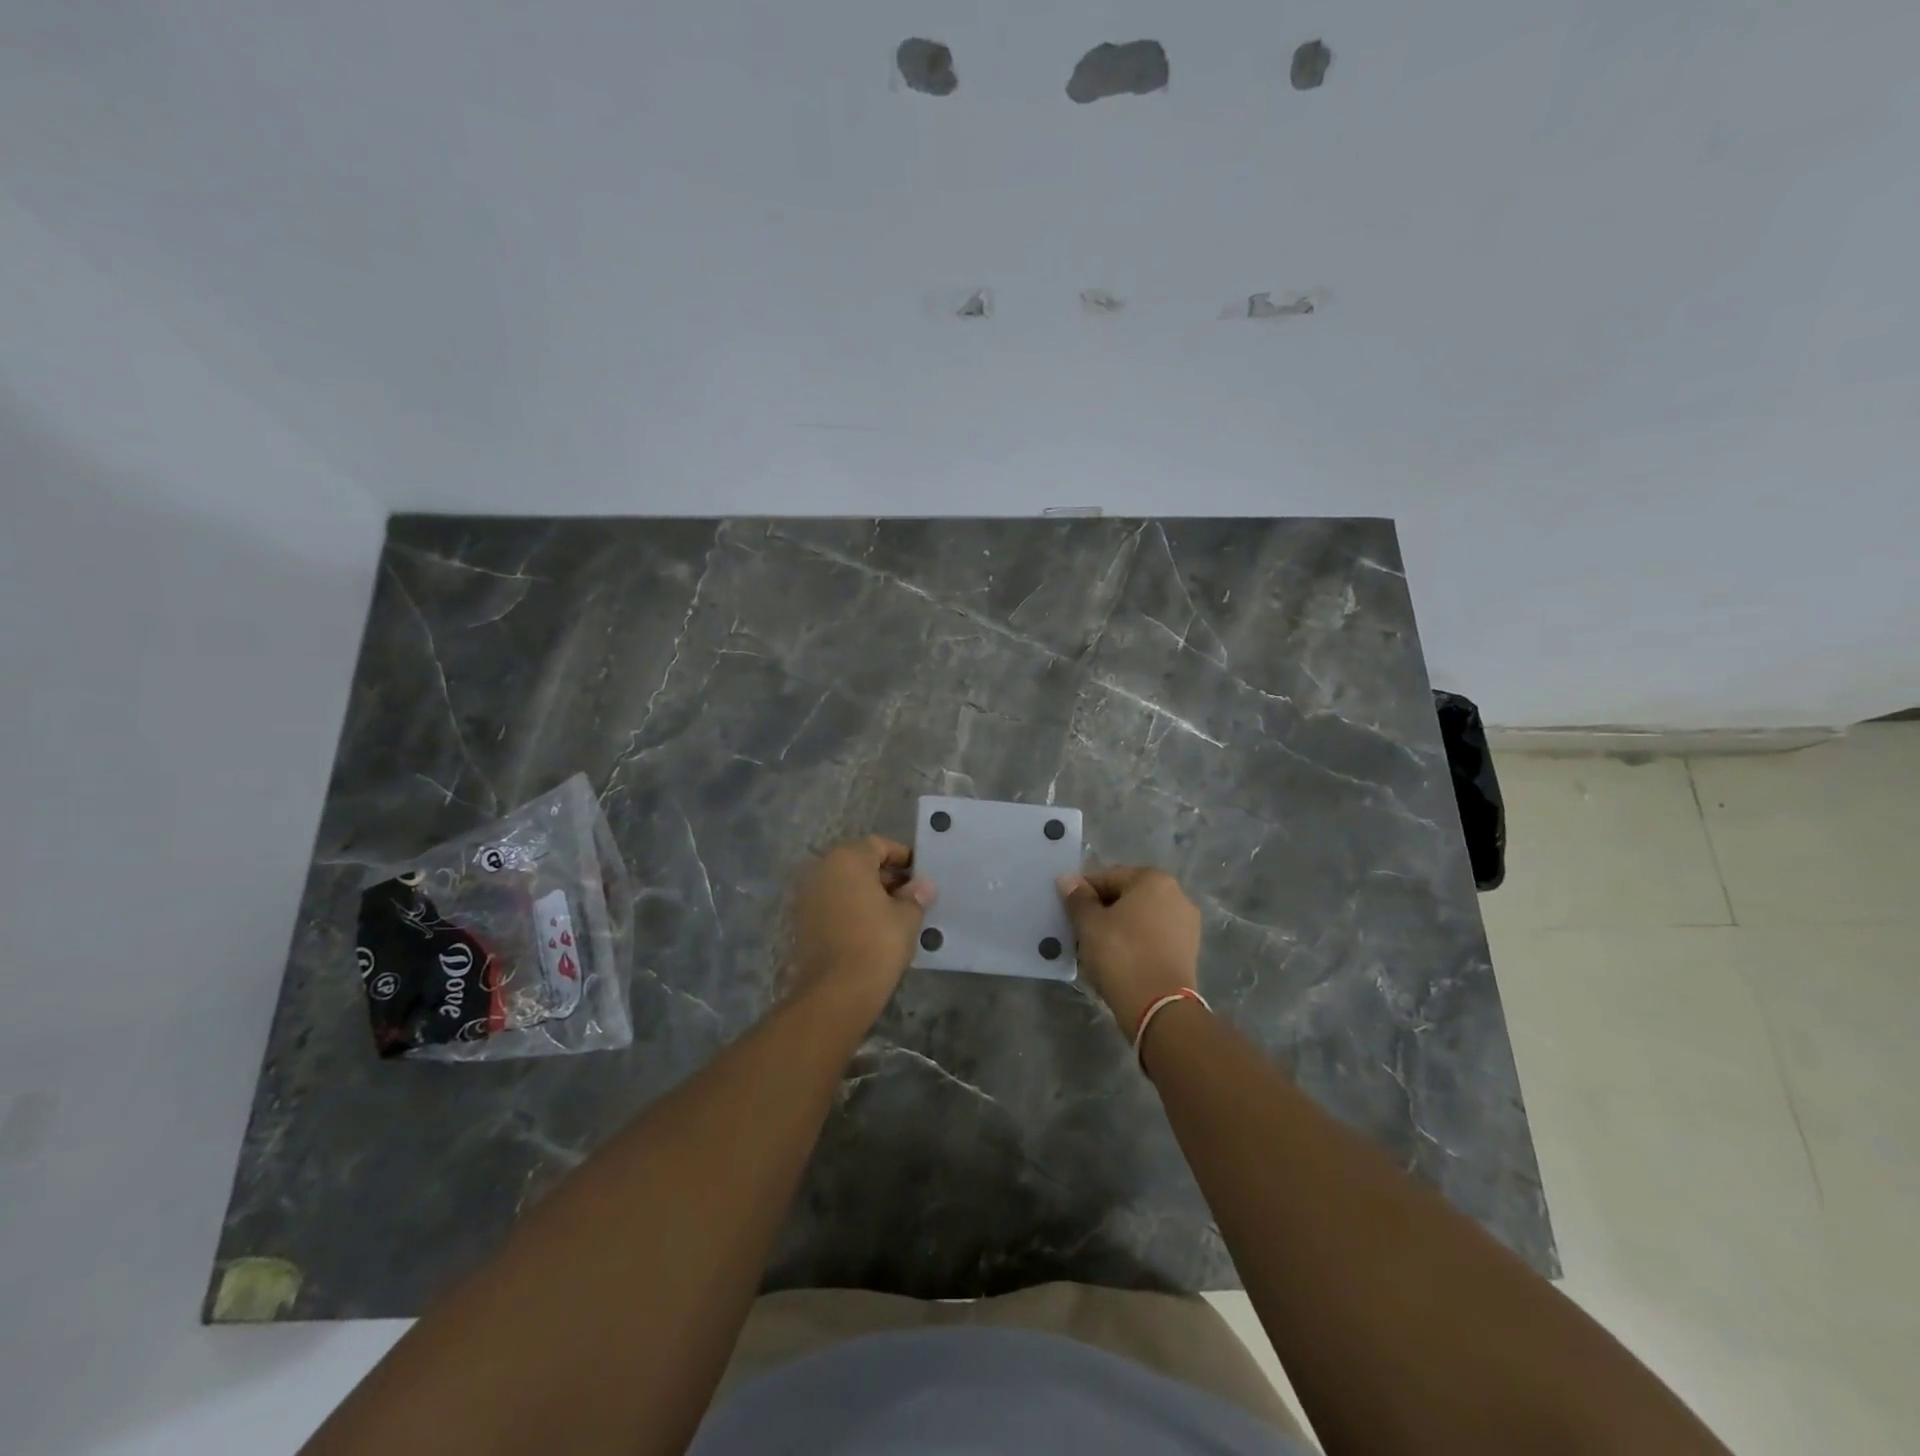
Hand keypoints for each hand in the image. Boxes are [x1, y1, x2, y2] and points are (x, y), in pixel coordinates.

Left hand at [787, 836, 935, 1017]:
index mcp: (847, 859)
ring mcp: (807, 895)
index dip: (902, 856)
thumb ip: (915, 896)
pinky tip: (871, 928)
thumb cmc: (876, 944)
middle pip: (858, 862)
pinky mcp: (802, 921)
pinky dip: (850, 908)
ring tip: (893, 914)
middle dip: (884, 875)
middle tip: (909, 896)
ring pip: (844, 884)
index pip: (878, 845)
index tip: (919, 875)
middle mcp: (821, 869)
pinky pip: (832, 903)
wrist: (835, 992)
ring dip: (867, 892)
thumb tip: (923, 885)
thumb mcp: (906, 917)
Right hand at [1058, 866, 1200, 1035]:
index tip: (1069, 913)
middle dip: (1103, 910)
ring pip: (1141, 918)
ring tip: (1099, 950)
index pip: (1108, 877)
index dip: (1084, 893)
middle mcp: (1176, 894)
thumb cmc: (1121, 955)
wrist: (1159, 1007)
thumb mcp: (1090, 924)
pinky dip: (1137, 943)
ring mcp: (1187, 924)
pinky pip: (1154, 937)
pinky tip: (1120, 961)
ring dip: (1120, 927)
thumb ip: (1078, 898)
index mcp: (1153, 879)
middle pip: (1127, 896)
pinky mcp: (1189, 950)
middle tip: (1081, 933)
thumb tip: (1067, 878)